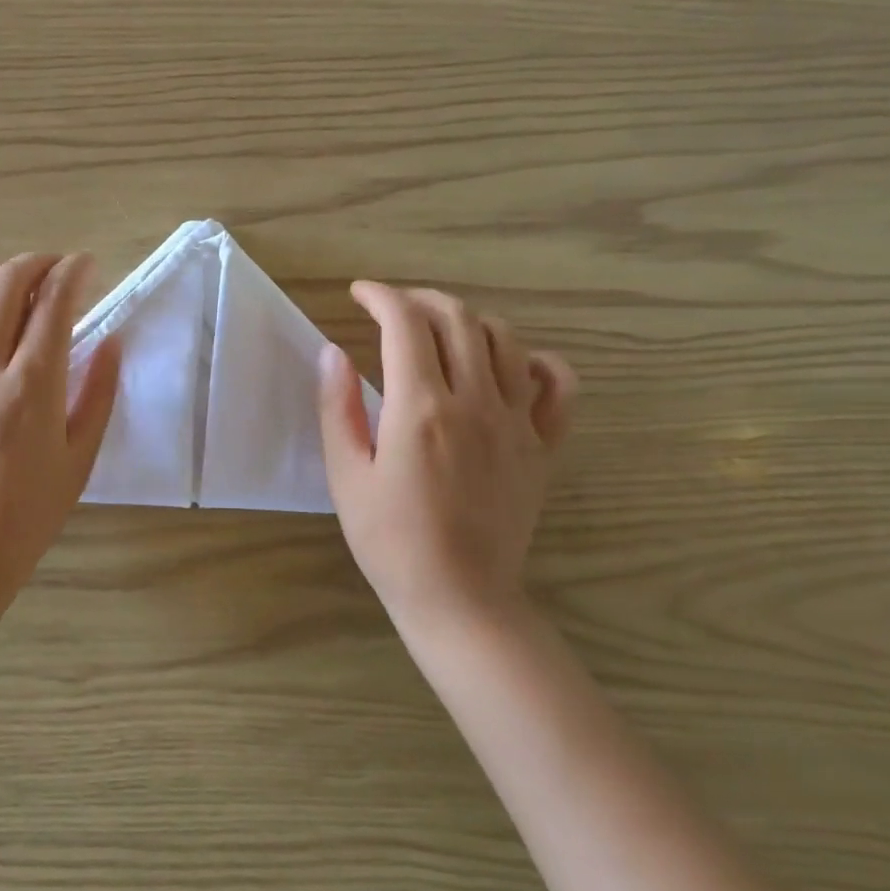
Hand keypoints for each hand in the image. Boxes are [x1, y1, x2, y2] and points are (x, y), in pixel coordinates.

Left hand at [0, 253, 119, 596]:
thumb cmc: (31, 510)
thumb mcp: (81, 456)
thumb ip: (100, 393)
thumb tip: (112, 341)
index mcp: (33, 383)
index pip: (54, 302)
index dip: (74, 271)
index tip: (87, 265)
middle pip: (5, 283)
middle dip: (36, 262)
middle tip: (55, 269)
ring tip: (11, 282)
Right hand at [317, 281, 576, 629]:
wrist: (458, 597)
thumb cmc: (389, 539)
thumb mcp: (346, 474)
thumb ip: (338, 407)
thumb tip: (332, 352)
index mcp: (421, 408)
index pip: (405, 323)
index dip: (380, 296)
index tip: (359, 293)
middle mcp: (475, 402)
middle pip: (457, 319)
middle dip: (421, 299)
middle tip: (394, 308)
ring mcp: (517, 422)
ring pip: (505, 340)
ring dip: (469, 320)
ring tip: (441, 329)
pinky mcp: (542, 446)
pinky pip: (557, 385)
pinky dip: (536, 360)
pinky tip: (511, 364)